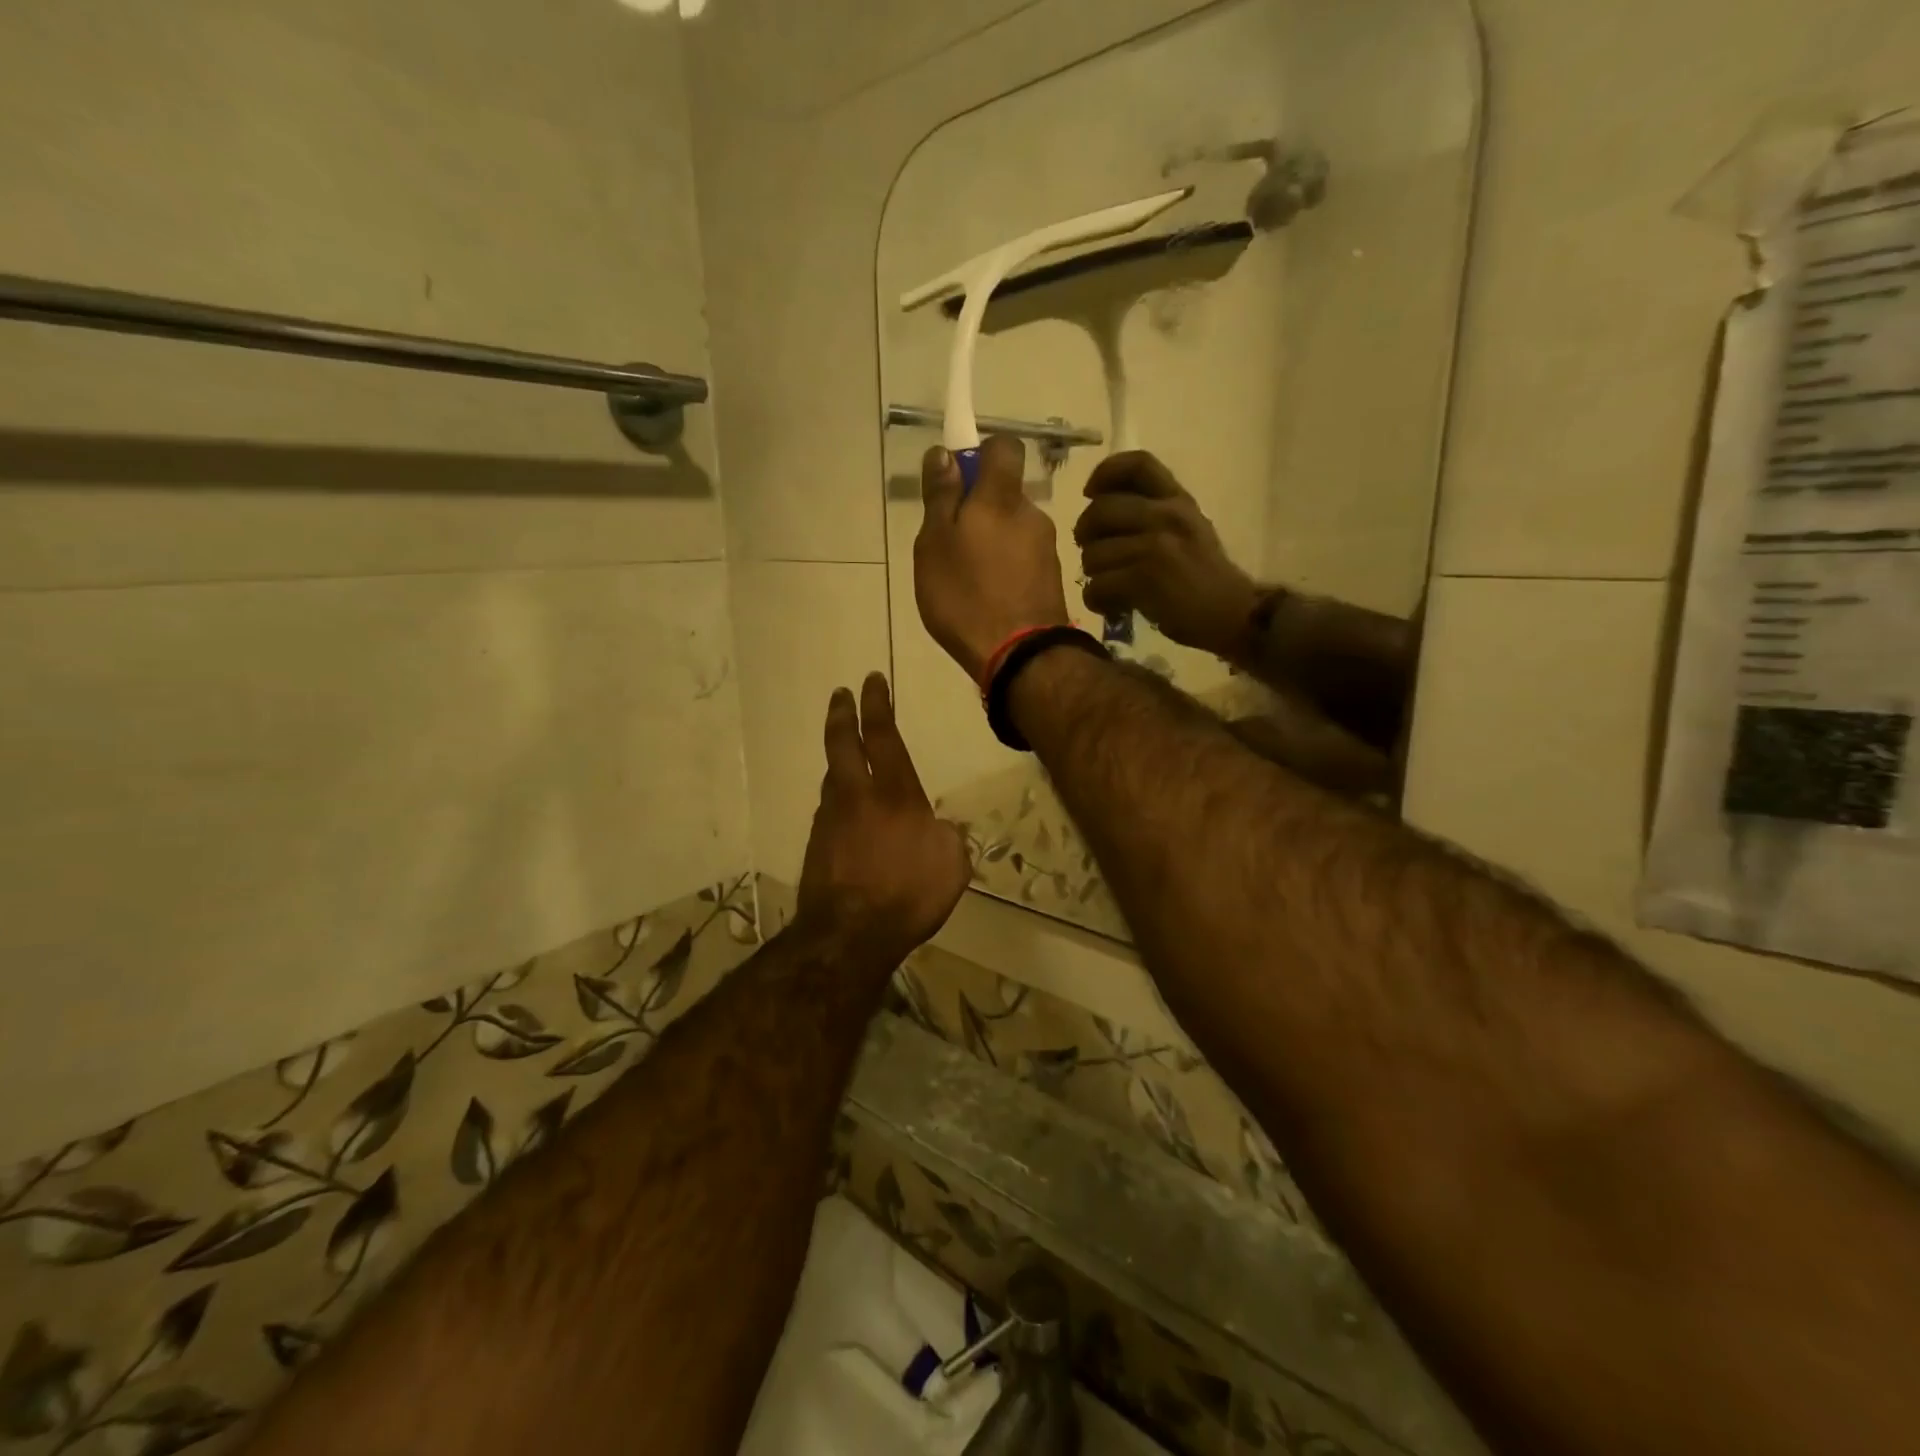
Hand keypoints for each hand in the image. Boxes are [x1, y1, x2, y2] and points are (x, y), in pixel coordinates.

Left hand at [795, 673, 970, 964]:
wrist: (850, 934)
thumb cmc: (909, 893)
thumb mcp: (952, 863)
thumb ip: (948, 836)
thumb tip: (938, 827)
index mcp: (894, 792)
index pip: (882, 734)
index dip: (876, 704)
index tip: (871, 681)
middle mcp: (856, 796)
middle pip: (841, 743)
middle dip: (841, 714)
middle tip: (840, 694)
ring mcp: (830, 820)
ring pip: (831, 777)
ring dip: (838, 760)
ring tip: (845, 756)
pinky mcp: (816, 846)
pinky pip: (828, 812)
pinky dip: (837, 802)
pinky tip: (845, 814)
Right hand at [914, 436, 1071, 682]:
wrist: (1020, 655)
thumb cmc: (966, 596)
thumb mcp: (935, 545)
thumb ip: (940, 497)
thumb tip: (944, 453)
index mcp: (1001, 498)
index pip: (1004, 448)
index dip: (981, 455)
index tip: (957, 482)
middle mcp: (1032, 514)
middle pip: (1004, 496)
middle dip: (979, 511)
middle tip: (950, 546)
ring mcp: (1047, 548)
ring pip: (1013, 530)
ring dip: (991, 543)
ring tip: (967, 580)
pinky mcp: (1053, 579)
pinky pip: (1023, 559)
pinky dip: (1005, 568)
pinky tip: (989, 598)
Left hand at [1075, 452, 1260, 660]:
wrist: (1233, 614)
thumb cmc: (1206, 576)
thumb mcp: (1189, 528)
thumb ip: (1153, 512)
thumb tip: (1101, 509)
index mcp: (1177, 499)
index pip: (1137, 464)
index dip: (1105, 473)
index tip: (1090, 492)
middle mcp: (1167, 515)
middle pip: (1100, 510)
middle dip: (1085, 534)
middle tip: (1092, 553)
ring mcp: (1155, 547)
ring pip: (1093, 554)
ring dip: (1094, 575)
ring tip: (1110, 587)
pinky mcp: (1145, 579)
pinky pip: (1097, 586)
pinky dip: (1097, 600)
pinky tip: (1112, 606)